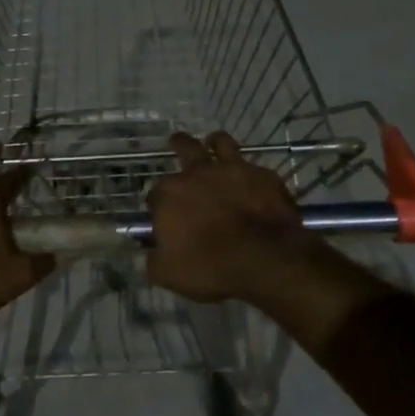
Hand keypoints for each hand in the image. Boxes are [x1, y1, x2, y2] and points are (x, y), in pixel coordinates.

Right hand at [146, 131, 308, 302]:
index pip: (155, 195)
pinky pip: (253, 167)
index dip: (159, 206)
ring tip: (214, 143)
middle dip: (178, 144)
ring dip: (215, 143)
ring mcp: (232, 170)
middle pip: (184, 148)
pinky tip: (253, 181)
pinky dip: (249, 173)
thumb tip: (149, 251)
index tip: (166, 219)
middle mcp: (197, 173)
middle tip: (176, 142)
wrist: (265, 258)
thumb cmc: (210, 266)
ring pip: (220, 143)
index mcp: (169, 195)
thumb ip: (153, 259)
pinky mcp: (263, 175)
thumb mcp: (168, 273)